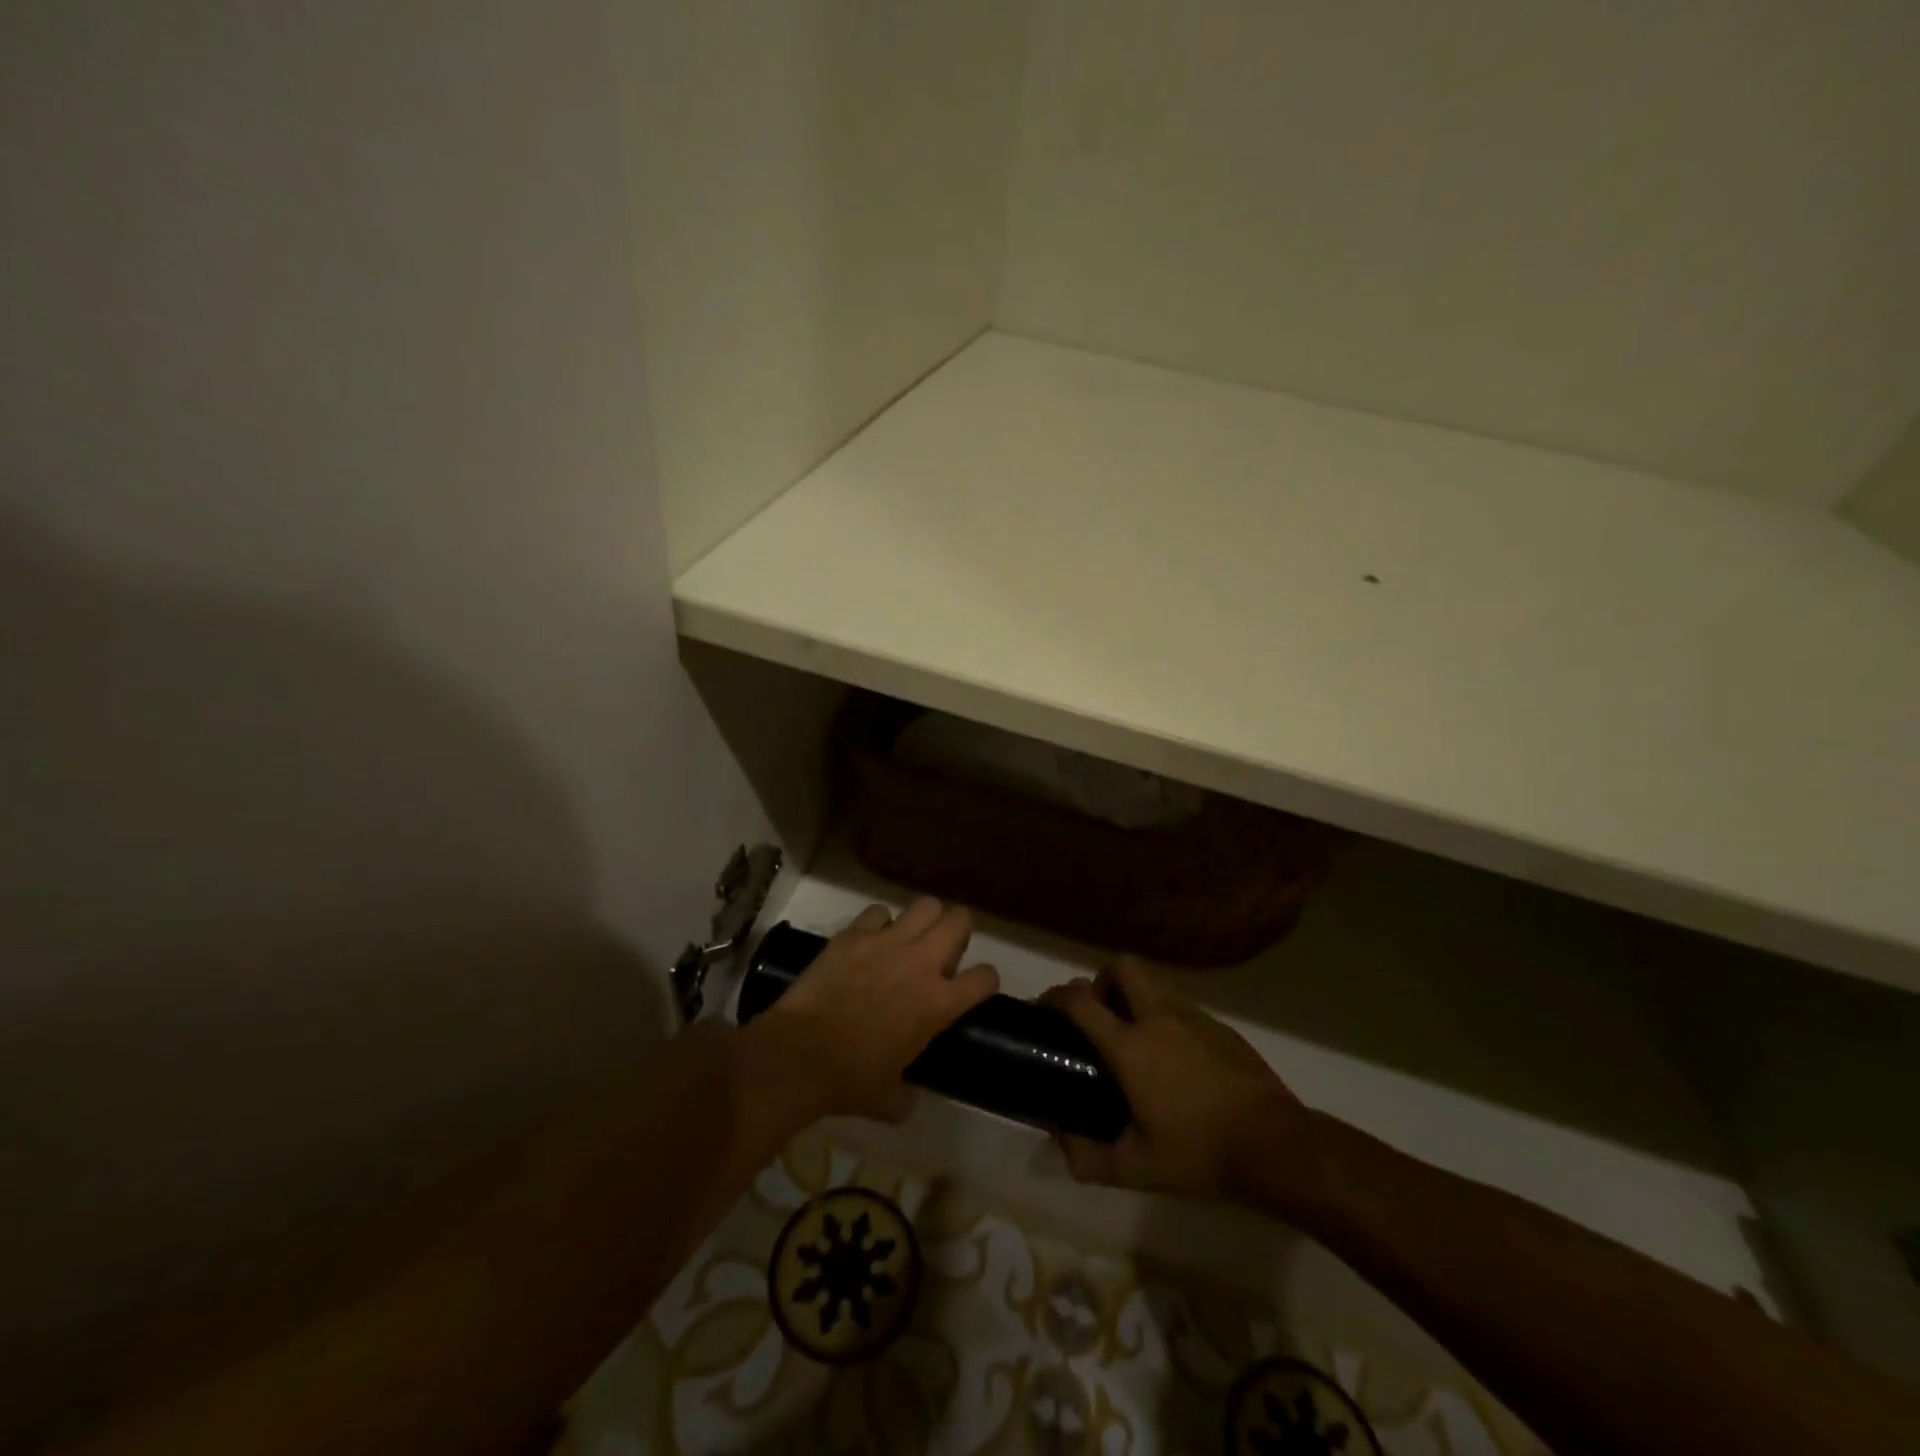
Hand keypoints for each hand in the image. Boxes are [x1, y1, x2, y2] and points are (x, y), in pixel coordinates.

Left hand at [748, 899, 998, 1123]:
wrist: (800, 1054)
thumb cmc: (849, 1080)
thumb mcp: (888, 1099)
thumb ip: (905, 1094)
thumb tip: (905, 1099)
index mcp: (938, 1003)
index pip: (985, 977)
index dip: (984, 981)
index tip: (974, 987)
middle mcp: (921, 963)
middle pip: (960, 920)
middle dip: (959, 930)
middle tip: (944, 949)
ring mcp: (888, 942)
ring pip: (926, 905)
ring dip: (924, 919)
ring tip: (912, 936)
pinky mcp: (855, 933)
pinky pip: (878, 912)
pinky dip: (878, 922)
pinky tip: (870, 939)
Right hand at [1040, 957, 1306, 1199]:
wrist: (1276, 1145)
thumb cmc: (1200, 1153)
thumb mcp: (1138, 1169)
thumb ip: (1091, 1159)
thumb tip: (1063, 1145)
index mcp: (1130, 1046)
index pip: (1080, 1001)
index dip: (1055, 996)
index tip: (1045, 1006)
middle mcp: (1158, 1019)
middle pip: (1122, 966)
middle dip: (1103, 980)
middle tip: (1100, 1015)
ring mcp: (1193, 1017)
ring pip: (1154, 982)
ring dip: (1135, 995)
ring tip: (1136, 1036)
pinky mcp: (1221, 1026)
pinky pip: (1182, 1005)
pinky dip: (1166, 1016)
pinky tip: (1176, 1057)